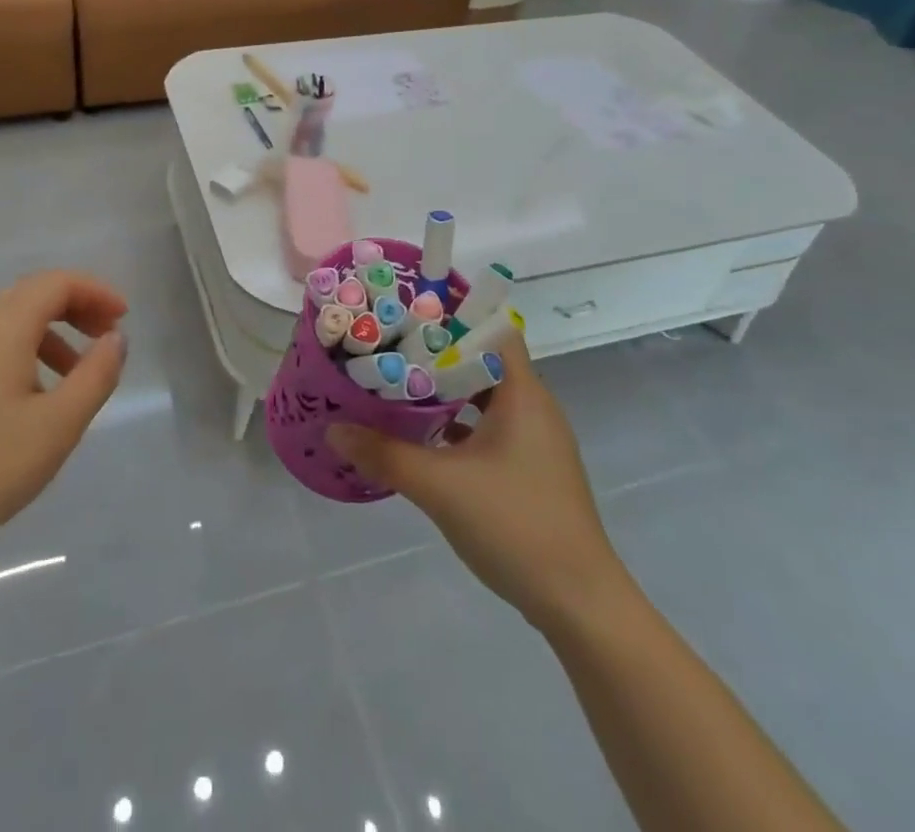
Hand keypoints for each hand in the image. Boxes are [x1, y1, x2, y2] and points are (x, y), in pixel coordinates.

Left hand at [0, 271, 127, 572]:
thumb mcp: (57, 425)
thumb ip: (96, 375)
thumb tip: (115, 339)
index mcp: (0, 326)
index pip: (56, 283)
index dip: (96, 292)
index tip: (124, 319)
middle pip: (33, 294)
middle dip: (77, 309)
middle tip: (107, 340)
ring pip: (11, 321)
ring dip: (52, 334)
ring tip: (76, 376)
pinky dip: (25, 352)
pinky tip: (32, 398)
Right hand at [326, 323, 628, 629]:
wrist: (580, 604)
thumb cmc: (516, 525)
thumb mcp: (441, 487)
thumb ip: (385, 454)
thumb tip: (334, 428)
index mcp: (523, 393)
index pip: (490, 329)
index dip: (451, 315)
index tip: (406, 312)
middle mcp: (533, 406)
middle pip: (481, 360)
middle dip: (435, 353)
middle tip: (387, 347)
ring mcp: (534, 439)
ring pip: (483, 396)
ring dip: (444, 391)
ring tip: (396, 384)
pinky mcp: (530, 468)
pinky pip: (488, 427)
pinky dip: (457, 423)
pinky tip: (422, 435)